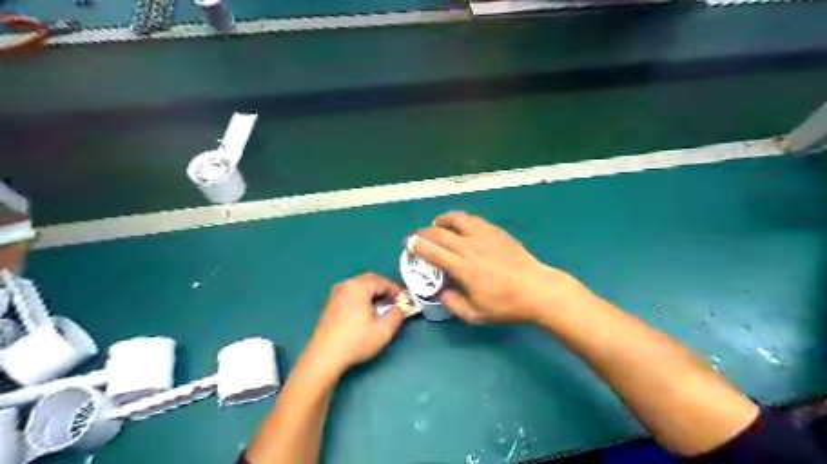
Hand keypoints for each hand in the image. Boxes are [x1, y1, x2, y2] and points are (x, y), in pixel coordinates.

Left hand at [305, 273, 405, 376]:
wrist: (325, 356)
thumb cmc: (356, 341)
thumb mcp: (384, 330)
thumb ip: (397, 314)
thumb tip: (399, 308)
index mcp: (358, 287)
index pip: (383, 281)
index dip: (397, 290)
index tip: (405, 301)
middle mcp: (346, 284)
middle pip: (370, 279)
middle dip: (385, 289)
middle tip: (395, 302)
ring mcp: (336, 293)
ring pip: (360, 285)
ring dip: (373, 292)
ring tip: (382, 307)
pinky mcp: (331, 303)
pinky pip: (351, 293)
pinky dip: (362, 297)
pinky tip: (366, 312)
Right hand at [411, 212, 575, 324]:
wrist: (537, 289)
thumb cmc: (506, 305)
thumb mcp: (476, 315)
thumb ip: (454, 304)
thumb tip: (441, 292)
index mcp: (464, 269)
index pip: (434, 252)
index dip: (418, 246)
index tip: (408, 243)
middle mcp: (471, 248)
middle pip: (440, 233)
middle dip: (423, 232)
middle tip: (416, 235)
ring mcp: (485, 236)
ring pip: (457, 219)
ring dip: (442, 220)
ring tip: (436, 224)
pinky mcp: (496, 231)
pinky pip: (474, 219)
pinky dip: (461, 220)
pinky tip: (460, 226)